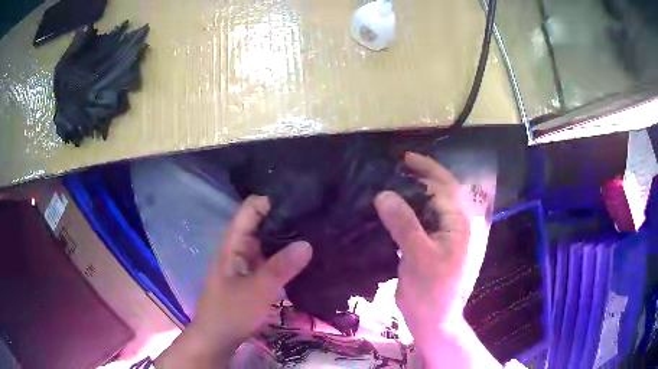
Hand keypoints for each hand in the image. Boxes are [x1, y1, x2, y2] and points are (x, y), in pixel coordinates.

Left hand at [156, 196, 312, 367]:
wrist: (217, 338)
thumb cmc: (231, 312)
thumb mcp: (256, 290)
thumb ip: (281, 267)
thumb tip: (308, 243)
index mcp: (234, 243)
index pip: (251, 209)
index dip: (272, 199)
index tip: (301, 198)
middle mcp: (241, 248)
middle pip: (262, 223)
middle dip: (286, 217)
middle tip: (318, 214)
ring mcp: (248, 263)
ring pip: (269, 242)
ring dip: (288, 237)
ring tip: (319, 230)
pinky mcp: (255, 277)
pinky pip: (273, 260)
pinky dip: (287, 257)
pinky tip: (307, 257)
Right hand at [376, 152, 499, 367]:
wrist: (433, 320)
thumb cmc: (431, 291)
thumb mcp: (418, 256)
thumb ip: (404, 223)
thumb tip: (384, 194)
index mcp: (458, 224)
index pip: (444, 187)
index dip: (426, 170)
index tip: (403, 158)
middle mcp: (454, 226)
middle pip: (439, 193)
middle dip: (420, 178)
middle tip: (396, 168)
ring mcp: (444, 238)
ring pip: (429, 208)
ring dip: (412, 195)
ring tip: (392, 183)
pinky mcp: (432, 248)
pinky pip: (421, 223)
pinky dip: (408, 213)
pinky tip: (392, 211)